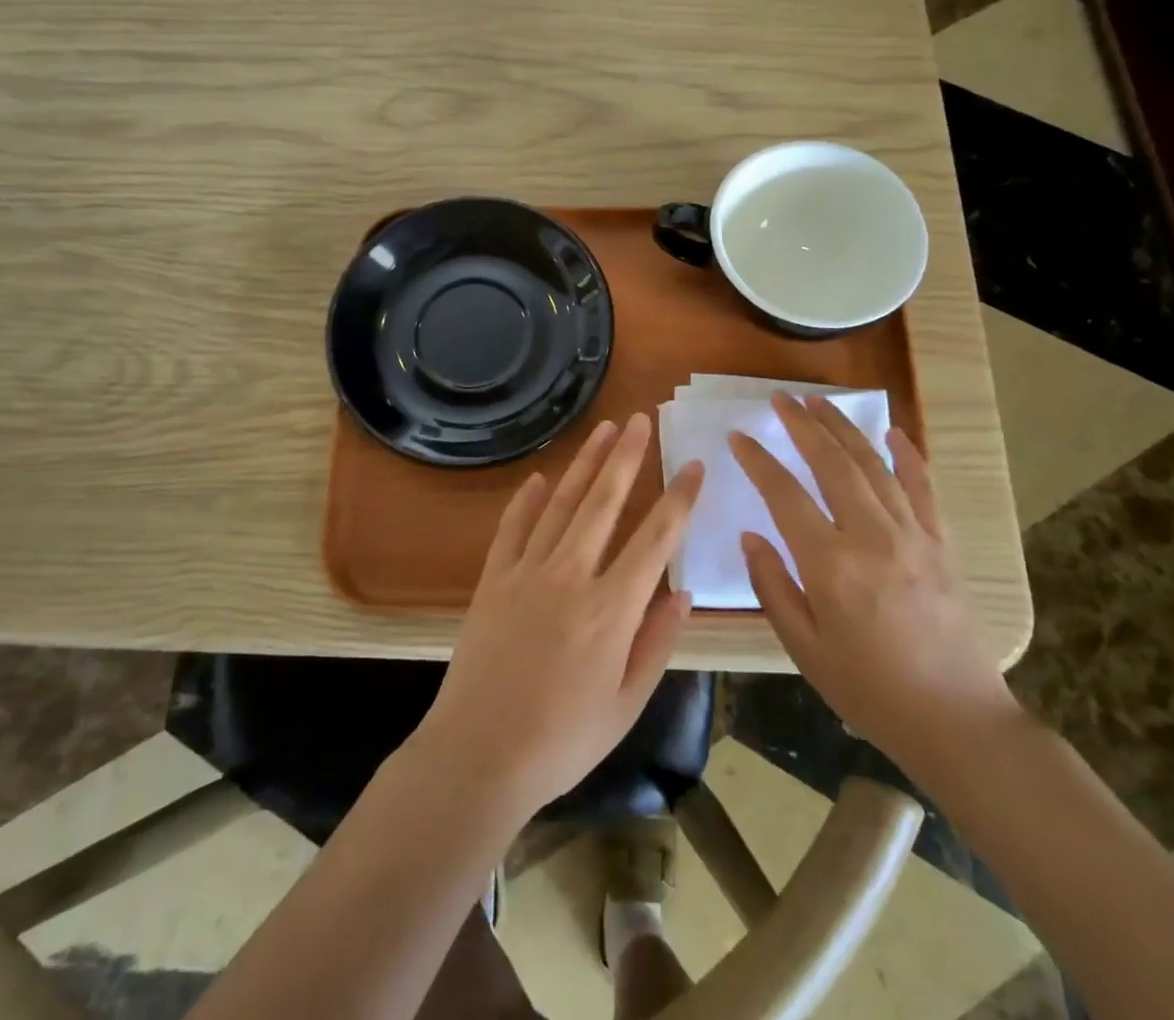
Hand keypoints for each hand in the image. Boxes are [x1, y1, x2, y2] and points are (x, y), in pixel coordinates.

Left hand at [417, 413, 704, 822]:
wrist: (478, 755)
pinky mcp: (493, 578)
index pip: (656, 538)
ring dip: (584, 463)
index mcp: (612, 609)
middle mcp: (571, 575)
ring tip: (603, 430)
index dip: (679, 498)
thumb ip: (657, 642)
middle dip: (627, 456)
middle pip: (604, 501)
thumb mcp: (626, 703)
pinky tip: (542, 477)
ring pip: (562, 503)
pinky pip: (513, 527)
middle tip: (641, 419)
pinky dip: (528, 499)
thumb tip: (684, 591)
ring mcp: (527, 572)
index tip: (694, 465)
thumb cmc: (563, 740)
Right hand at [731, 395, 1017, 779]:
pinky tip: (893, 432)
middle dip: (802, 425)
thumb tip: (751, 537)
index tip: (738, 436)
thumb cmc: (869, 690)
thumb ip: (772, 587)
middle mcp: (870, 536)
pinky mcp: (940, 543)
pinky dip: (908, 455)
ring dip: (843, 429)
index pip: (784, 495)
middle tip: (780, 399)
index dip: (758, 461)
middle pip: (831, 464)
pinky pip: (922, 487)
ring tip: (819, 402)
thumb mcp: (804, 648)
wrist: (956, 720)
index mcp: (830, 564)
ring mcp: (911, 535)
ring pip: (873, 465)